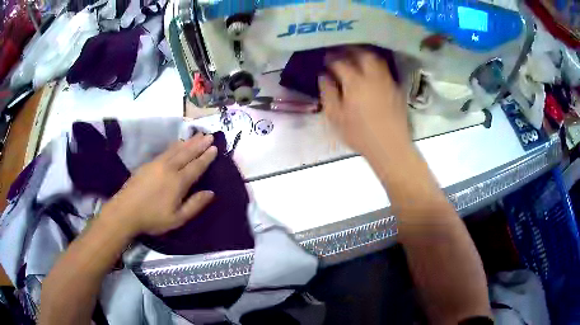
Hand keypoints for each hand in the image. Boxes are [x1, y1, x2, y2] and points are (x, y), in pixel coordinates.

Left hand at [101, 133, 217, 235]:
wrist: (125, 211)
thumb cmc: (152, 218)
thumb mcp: (177, 219)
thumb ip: (195, 205)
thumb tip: (211, 192)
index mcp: (178, 182)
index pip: (196, 166)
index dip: (206, 157)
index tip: (215, 147)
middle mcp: (169, 168)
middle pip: (187, 153)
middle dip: (199, 144)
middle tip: (209, 135)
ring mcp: (157, 164)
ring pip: (176, 149)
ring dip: (188, 142)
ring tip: (197, 135)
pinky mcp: (148, 164)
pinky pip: (166, 151)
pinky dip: (175, 145)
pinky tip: (178, 143)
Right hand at [319, 48, 410, 156]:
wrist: (390, 146)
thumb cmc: (359, 134)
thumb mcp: (335, 117)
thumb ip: (328, 93)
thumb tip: (324, 76)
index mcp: (355, 82)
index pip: (340, 62)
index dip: (331, 58)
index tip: (325, 58)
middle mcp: (373, 77)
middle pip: (362, 54)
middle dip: (350, 49)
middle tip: (342, 51)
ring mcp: (387, 81)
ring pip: (377, 59)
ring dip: (365, 54)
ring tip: (357, 57)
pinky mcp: (396, 89)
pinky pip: (386, 70)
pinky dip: (376, 65)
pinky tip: (372, 71)